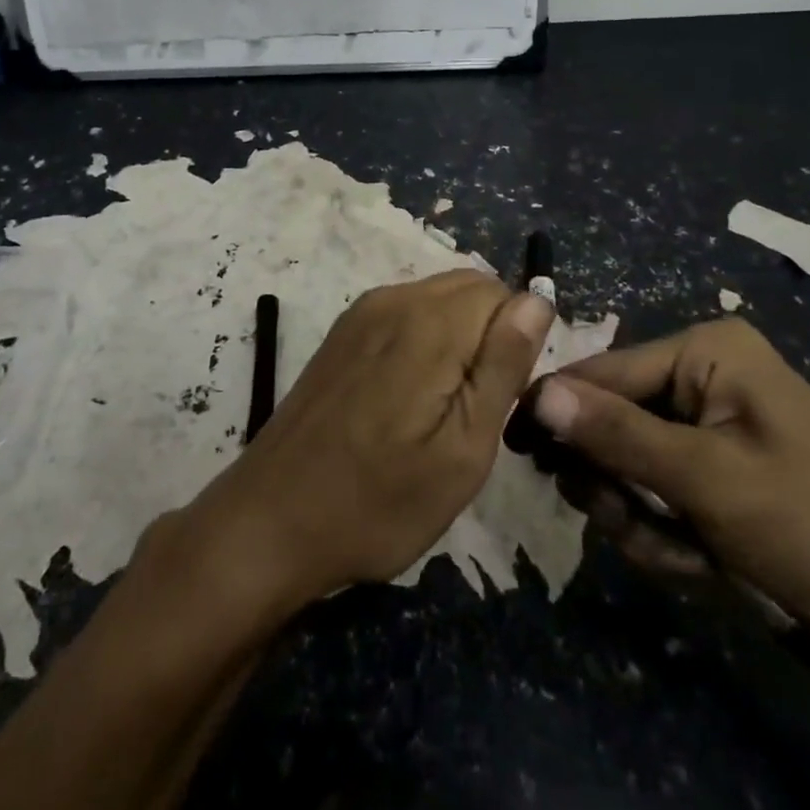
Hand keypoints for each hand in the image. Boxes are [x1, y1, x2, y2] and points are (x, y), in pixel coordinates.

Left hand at [182, 271, 554, 609]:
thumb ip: (503, 365)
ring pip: (440, 300)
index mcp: (429, 321)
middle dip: (490, 337)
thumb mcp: (463, 450)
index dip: (517, 344)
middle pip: (472, 289)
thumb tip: (537, 300)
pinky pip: (407, 314)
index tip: (500, 400)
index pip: (504, 294)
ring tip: (439, 411)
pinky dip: (426, 341)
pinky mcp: (344, 330)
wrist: (273, 520)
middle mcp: (394, 298)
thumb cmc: (380, 501)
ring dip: (458, 340)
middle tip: (473, 411)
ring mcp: (363, 311)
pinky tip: (405, 400)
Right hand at [531, 318, 809, 641]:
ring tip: (677, 551)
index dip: (559, 409)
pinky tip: (700, 561)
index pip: (606, 370)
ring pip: (633, 463)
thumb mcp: (707, 478)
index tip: (516, 445)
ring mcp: (715, 428)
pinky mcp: (722, 474)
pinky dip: (667, 530)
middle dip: (616, 480)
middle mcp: (707, 378)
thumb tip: (537, 392)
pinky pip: (663, 492)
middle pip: (616, 420)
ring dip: (640, 513)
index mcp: (708, 351)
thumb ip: (616, 434)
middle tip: (624, 522)